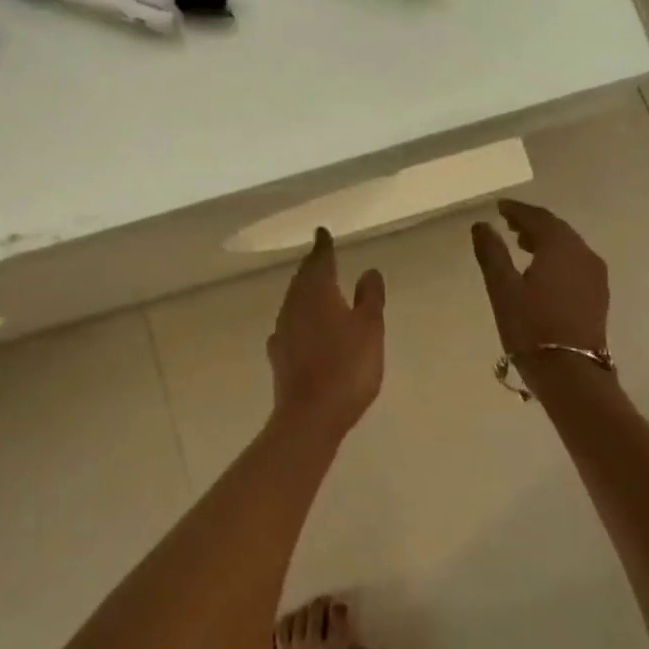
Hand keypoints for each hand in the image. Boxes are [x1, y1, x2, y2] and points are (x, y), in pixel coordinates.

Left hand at [267, 227, 385, 442]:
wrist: (310, 415)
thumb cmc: (347, 367)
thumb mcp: (370, 329)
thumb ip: (370, 297)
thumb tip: (369, 270)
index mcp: (317, 292)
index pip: (319, 260)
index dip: (323, 246)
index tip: (322, 232)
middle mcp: (294, 304)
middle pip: (302, 278)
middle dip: (313, 266)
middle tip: (322, 256)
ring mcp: (282, 329)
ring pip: (294, 300)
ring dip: (305, 291)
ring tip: (317, 287)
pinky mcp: (278, 354)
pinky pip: (289, 325)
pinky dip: (299, 318)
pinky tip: (302, 327)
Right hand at [471, 200, 609, 357]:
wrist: (571, 374)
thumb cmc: (531, 328)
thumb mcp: (502, 288)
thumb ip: (491, 253)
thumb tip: (482, 225)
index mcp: (560, 247)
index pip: (538, 217)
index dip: (517, 210)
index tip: (499, 207)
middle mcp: (583, 254)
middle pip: (557, 229)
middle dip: (532, 223)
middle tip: (508, 223)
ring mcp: (595, 275)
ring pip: (568, 245)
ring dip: (545, 240)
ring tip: (521, 245)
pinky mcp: (598, 295)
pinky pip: (575, 262)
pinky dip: (557, 256)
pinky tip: (542, 269)